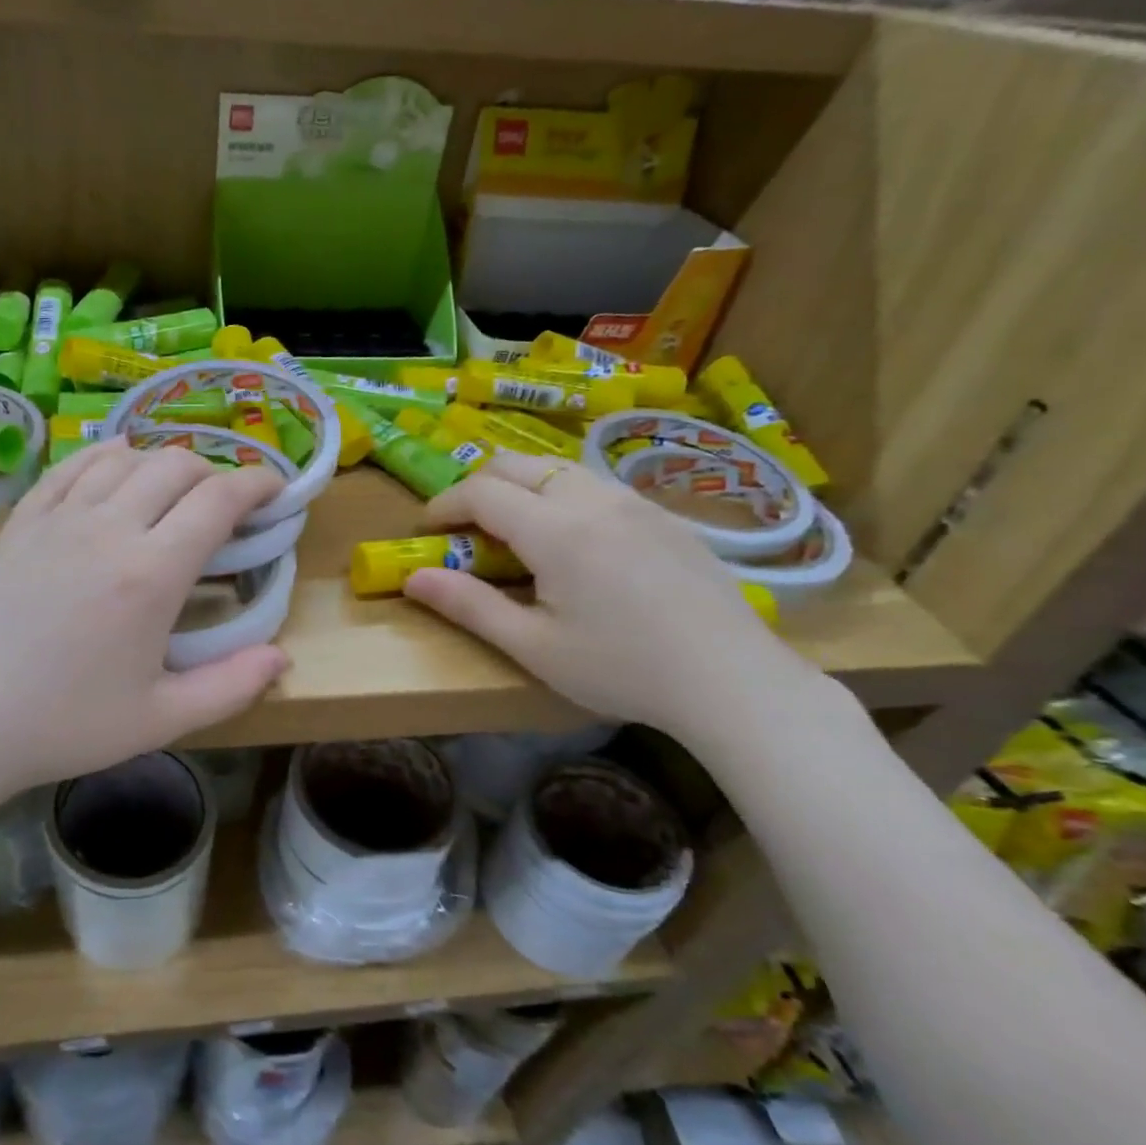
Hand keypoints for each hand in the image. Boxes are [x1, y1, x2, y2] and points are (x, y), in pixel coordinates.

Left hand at [0, 440, 289, 797]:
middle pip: (176, 464)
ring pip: (126, 457)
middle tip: (225, 504)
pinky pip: (73, 466)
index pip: (218, 499)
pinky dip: (107, 456)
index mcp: (151, 573)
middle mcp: (109, 528)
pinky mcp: (22, 520)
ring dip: (163, 462)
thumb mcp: (160, 720)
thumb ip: (230, 687)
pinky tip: (116, 468)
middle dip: (215, 471)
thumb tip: (282, 658)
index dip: (256, 483)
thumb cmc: (64, 724)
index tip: (275, 491)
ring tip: (174, 490)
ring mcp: (59, 518)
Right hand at [402, 451, 818, 739]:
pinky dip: (562, 495)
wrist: (731, 680)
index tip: (427, 531)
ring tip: (515, 532)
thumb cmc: (621, 668)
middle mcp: (592, 499)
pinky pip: (596, 484)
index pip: (481, 492)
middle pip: (516, 464)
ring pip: (558, 468)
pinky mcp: (662, 515)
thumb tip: (413, 579)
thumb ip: (468, 605)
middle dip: (477, 486)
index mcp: (556, 530)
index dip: (444, 505)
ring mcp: (633, 502)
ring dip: (521, 487)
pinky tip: (574, 542)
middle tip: (465, 528)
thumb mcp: (533, 646)